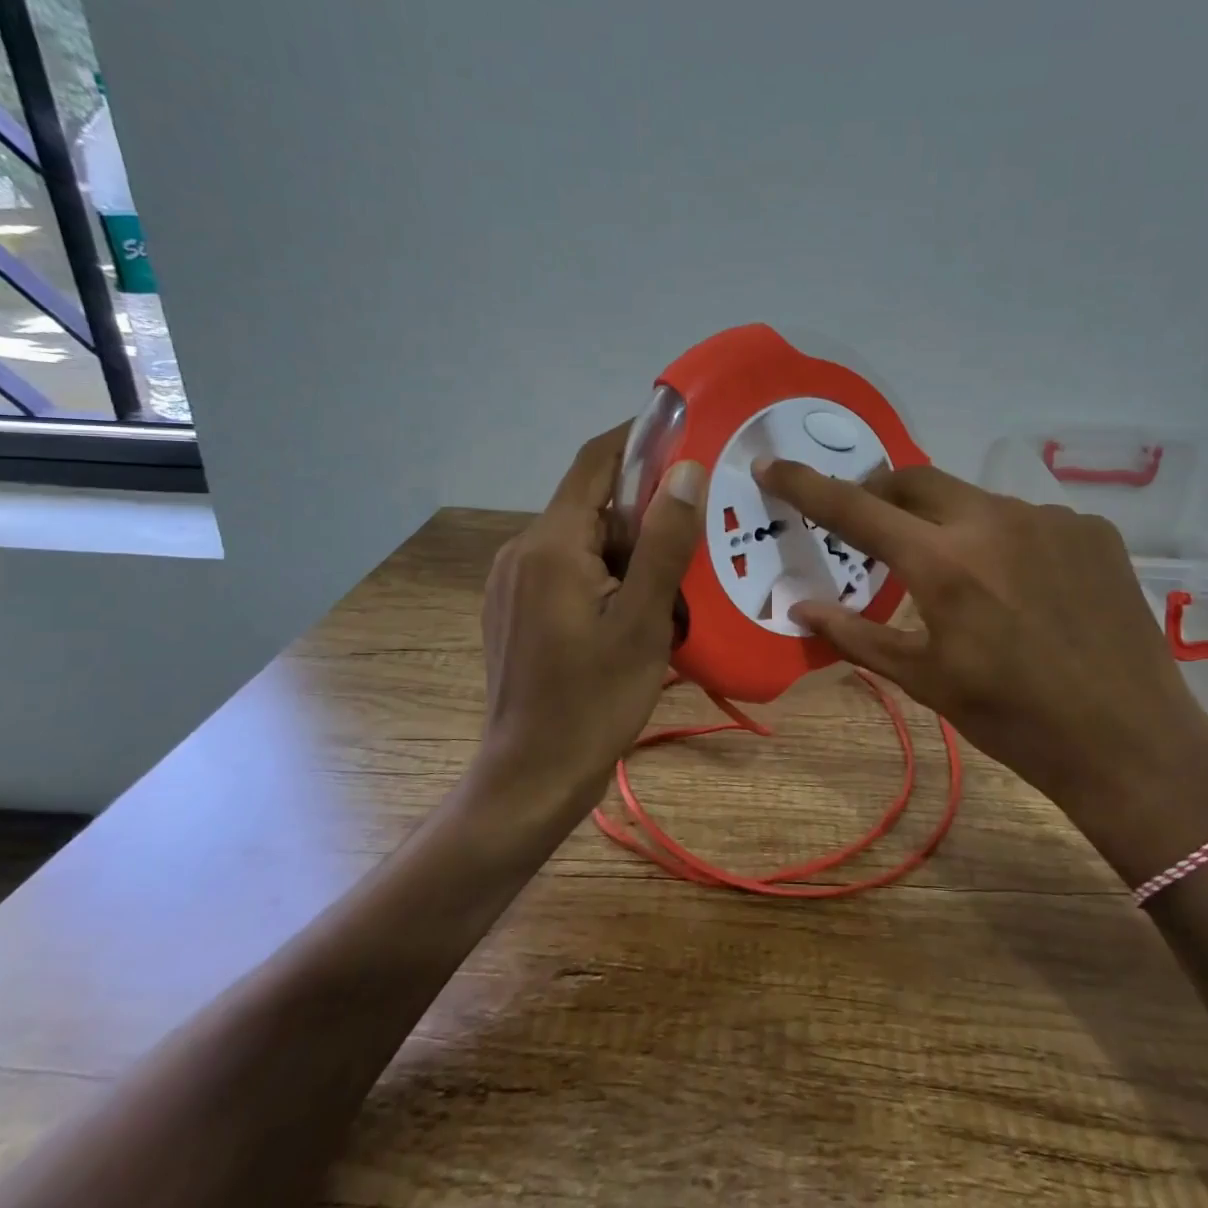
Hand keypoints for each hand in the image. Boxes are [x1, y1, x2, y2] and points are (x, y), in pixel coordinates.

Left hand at [478, 425, 704, 816]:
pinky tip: (634, 607)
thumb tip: (685, 471)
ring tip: (673, 577)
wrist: (531, 777)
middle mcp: (522, 551)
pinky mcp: (513, 608)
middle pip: (590, 501)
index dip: (637, 438)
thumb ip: (664, 543)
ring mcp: (512, 581)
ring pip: (581, 538)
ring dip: (627, 544)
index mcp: (551, 545)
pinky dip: (605, 570)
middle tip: (695, 526)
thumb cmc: (594, 701)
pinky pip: (566, 567)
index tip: (684, 430)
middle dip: (642, 507)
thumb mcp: (644, 621)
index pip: (595, 463)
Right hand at [753, 459, 1207, 878]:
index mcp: (942, 562)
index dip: (806, 485)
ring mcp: (1049, 518)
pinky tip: (1027, 588)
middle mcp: (992, 520)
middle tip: (876, 528)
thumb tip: (799, 607)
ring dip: (952, 524)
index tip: (772, 465)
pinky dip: (1007, 541)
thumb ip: (856, 634)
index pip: (854, 508)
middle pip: (915, 479)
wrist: (1131, 743)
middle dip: (883, 493)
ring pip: (975, 501)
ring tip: (968, 579)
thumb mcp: (926, 680)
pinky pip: (1029, 519)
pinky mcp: (1091, 529)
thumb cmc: (1013, 719)